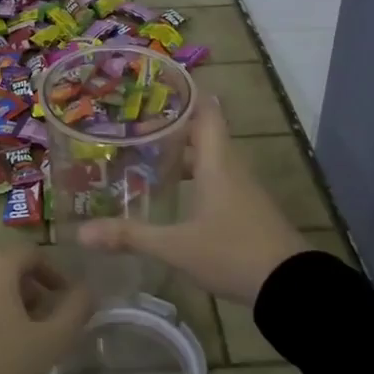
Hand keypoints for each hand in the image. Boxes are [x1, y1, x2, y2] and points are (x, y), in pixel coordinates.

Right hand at [77, 96, 305, 306]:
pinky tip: (173, 193)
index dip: (185, 94)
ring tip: (145, 156)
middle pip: (203, 133)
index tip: (155, 85)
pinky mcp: (247, 210)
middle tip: (134, 125)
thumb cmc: (233, 252)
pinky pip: (217, 180)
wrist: (291, 288)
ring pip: (210, 158)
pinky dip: (194, 177)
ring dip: (182, 154)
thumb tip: (82, 234)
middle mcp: (231, 167)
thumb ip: (131, 236)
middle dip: (171, 127)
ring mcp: (243, 189)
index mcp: (217, 161)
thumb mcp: (176, 247)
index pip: (205, 110)